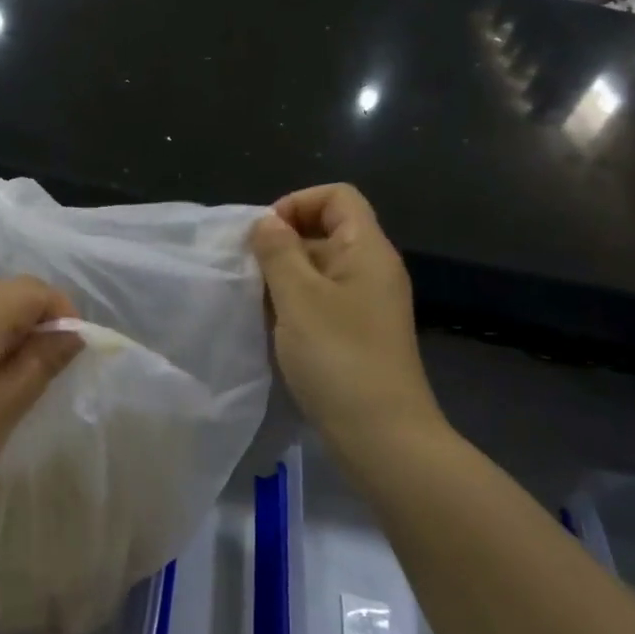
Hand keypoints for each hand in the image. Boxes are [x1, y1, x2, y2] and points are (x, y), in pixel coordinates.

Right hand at [248, 185, 443, 467]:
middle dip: (283, 243)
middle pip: (326, 230)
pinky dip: (295, 306)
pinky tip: (274, 330)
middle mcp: (372, 270)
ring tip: (257, 303)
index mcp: (367, 250)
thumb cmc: (339, 358)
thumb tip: (266, 222)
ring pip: (319, 269)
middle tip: (251, 272)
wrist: (383, 437)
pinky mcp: (358, 334)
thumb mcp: (299, 298)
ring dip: (285, 278)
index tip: (264, 236)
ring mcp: (367, 305)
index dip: (297, 203)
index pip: (337, 196)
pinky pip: (322, 301)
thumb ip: (278, 252)